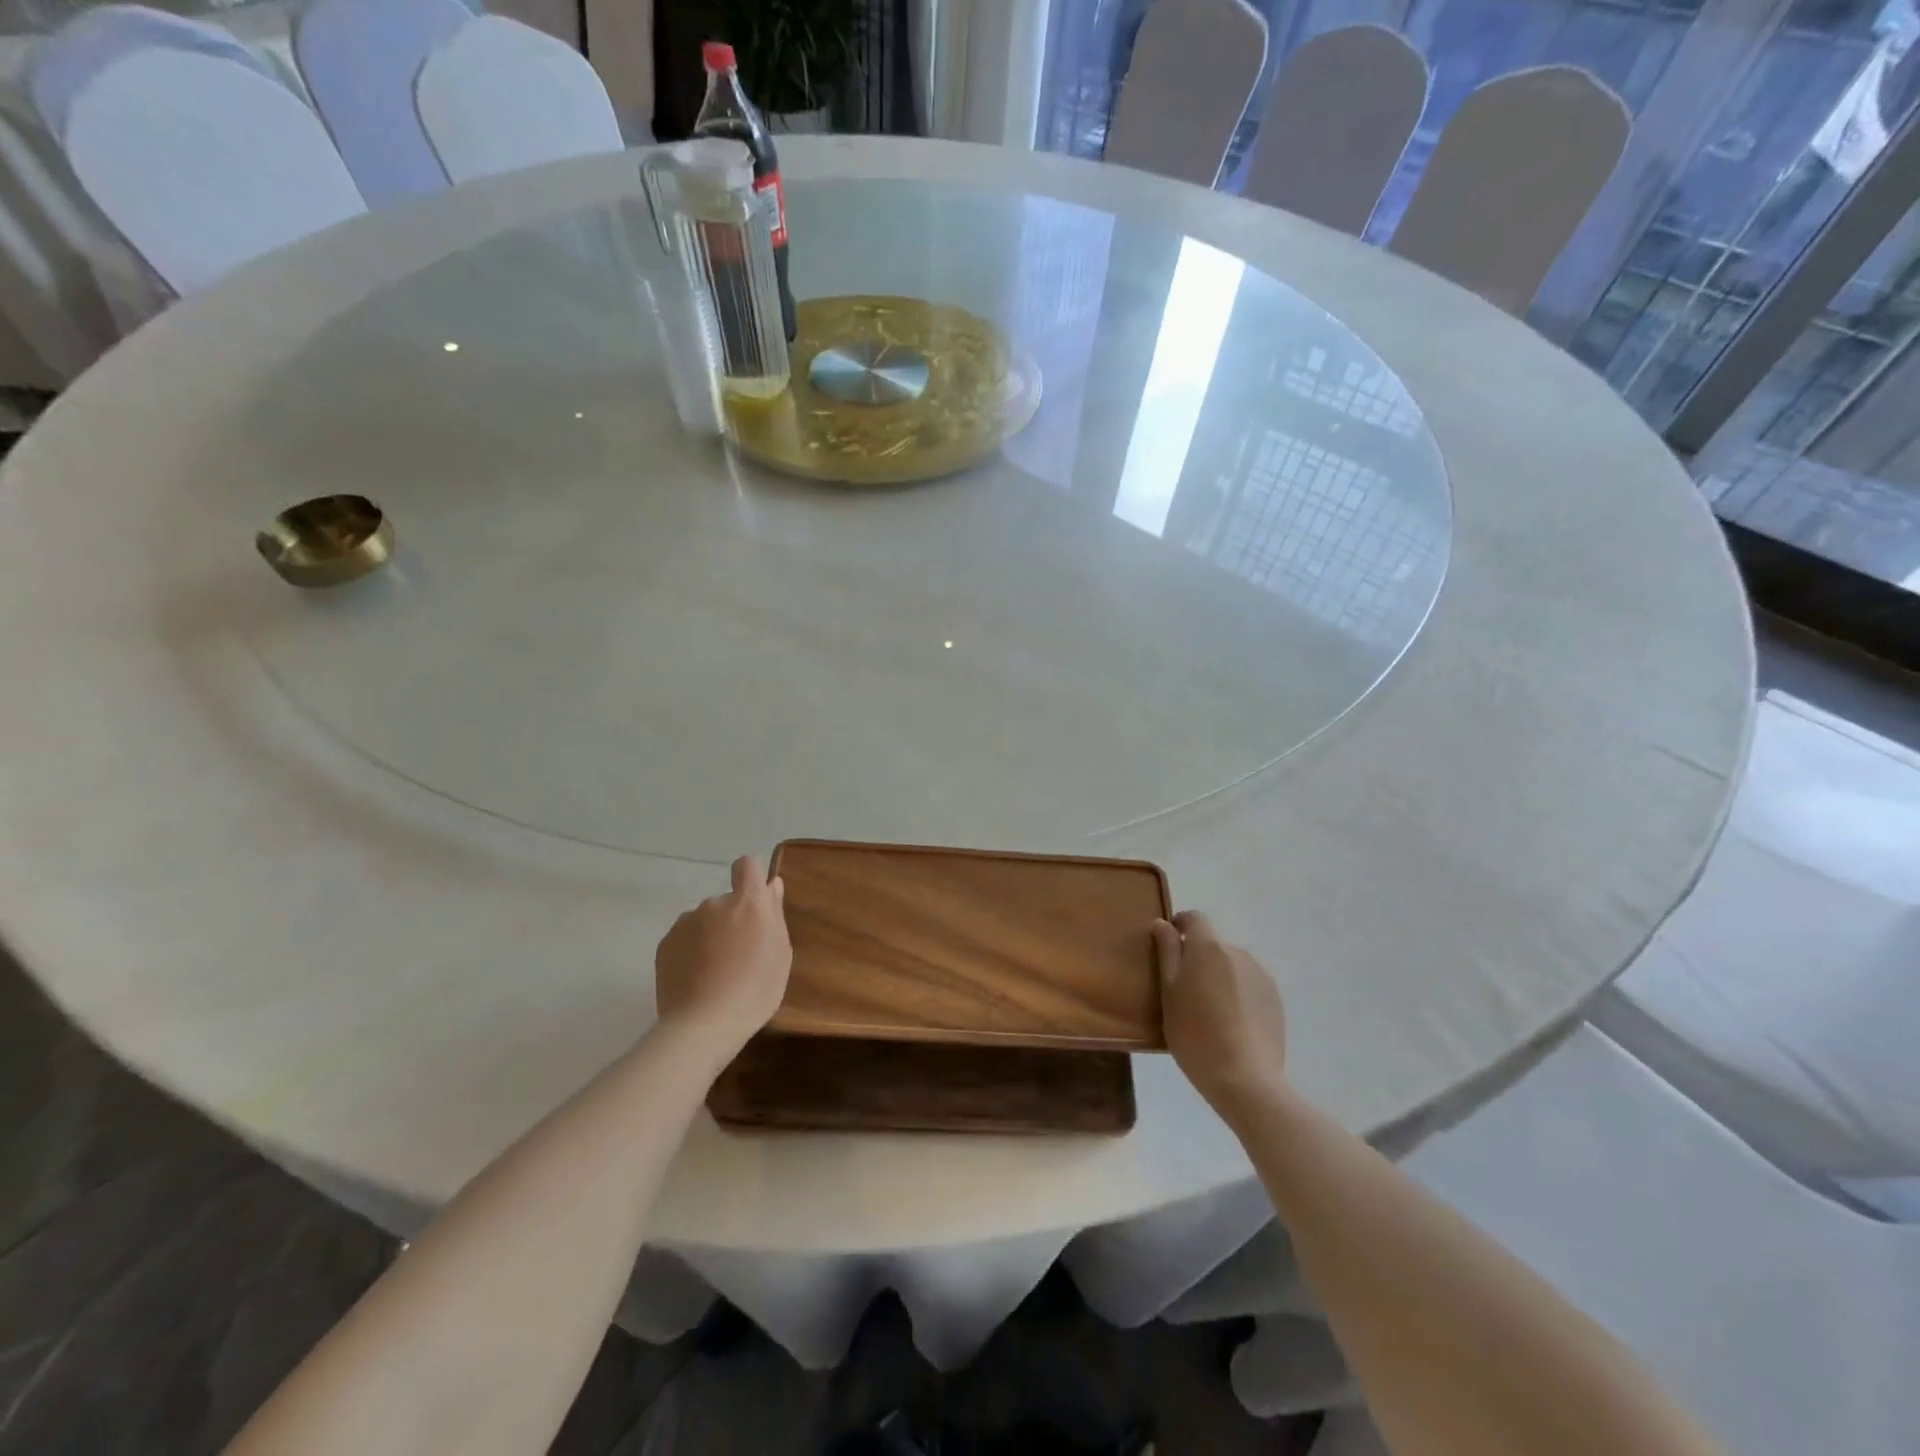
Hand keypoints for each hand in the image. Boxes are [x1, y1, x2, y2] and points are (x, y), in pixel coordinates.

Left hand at [655, 855, 791, 1054]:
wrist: (703, 1024)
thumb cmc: (755, 989)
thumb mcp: (780, 953)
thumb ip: (775, 913)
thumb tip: (772, 885)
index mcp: (747, 902)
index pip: (747, 866)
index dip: (751, 878)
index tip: (755, 904)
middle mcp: (714, 903)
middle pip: (726, 901)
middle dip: (732, 919)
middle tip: (739, 955)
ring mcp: (685, 923)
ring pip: (703, 921)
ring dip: (710, 935)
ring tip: (715, 972)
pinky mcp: (665, 944)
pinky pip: (684, 939)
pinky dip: (690, 952)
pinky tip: (696, 980)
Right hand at [1153, 910, 1287, 1121]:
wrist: (1245, 1080)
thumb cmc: (1194, 1034)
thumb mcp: (1168, 992)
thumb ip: (1166, 952)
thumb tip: (1163, 924)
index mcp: (1209, 947)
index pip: (1194, 918)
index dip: (1179, 926)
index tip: (1167, 947)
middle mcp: (1238, 952)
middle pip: (1213, 944)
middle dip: (1198, 958)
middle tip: (1184, 991)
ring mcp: (1261, 975)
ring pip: (1232, 965)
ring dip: (1219, 976)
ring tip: (1210, 1011)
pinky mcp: (1275, 999)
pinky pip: (1249, 984)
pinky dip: (1238, 994)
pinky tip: (1231, 1024)